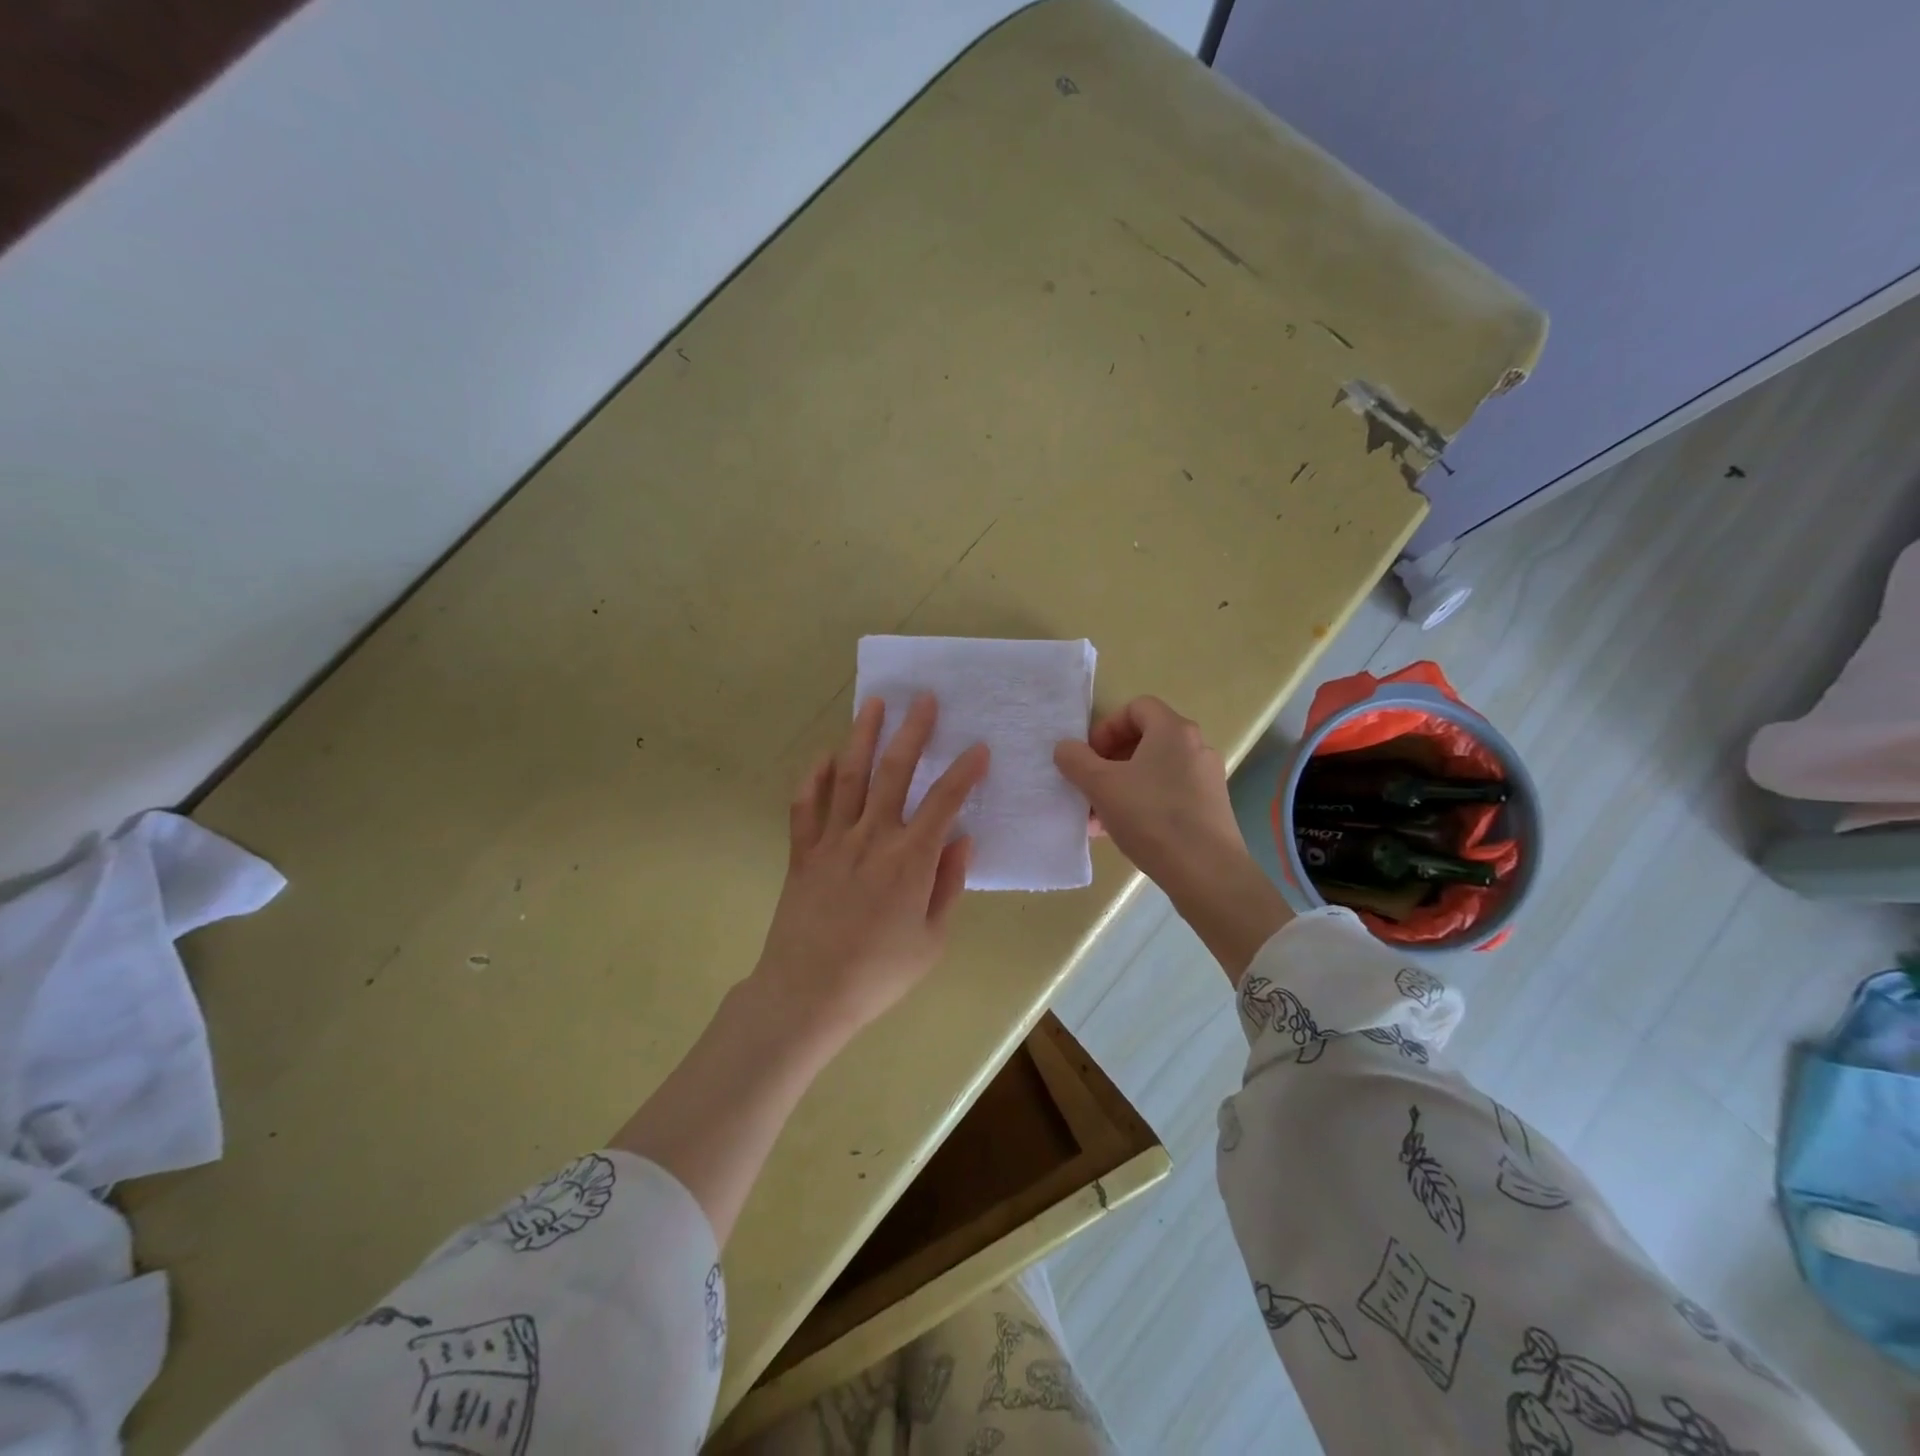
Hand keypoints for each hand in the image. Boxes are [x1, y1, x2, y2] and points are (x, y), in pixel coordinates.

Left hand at [752, 693, 987, 1047]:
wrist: (807, 995)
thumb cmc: (878, 973)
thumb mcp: (931, 940)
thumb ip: (947, 885)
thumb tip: (962, 840)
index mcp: (909, 860)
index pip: (943, 802)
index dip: (963, 772)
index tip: (978, 748)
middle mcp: (872, 838)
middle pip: (893, 773)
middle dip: (912, 732)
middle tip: (923, 699)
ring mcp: (832, 841)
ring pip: (848, 776)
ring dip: (863, 736)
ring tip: (875, 703)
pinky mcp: (803, 853)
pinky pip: (805, 806)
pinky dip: (813, 778)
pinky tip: (823, 756)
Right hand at [1054, 696, 1242, 888]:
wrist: (1205, 871)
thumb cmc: (1150, 817)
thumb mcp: (1100, 786)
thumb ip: (1076, 760)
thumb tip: (1066, 748)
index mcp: (1173, 730)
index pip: (1137, 707)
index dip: (1107, 727)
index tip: (1090, 756)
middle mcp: (1196, 747)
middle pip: (1145, 741)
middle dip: (1109, 762)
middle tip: (1089, 787)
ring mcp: (1207, 779)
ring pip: (1154, 772)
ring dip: (1122, 787)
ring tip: (1098, 819)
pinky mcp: (1211, 808)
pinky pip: (1169, 794)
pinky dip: (1143, 804)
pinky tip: (1123, 833)